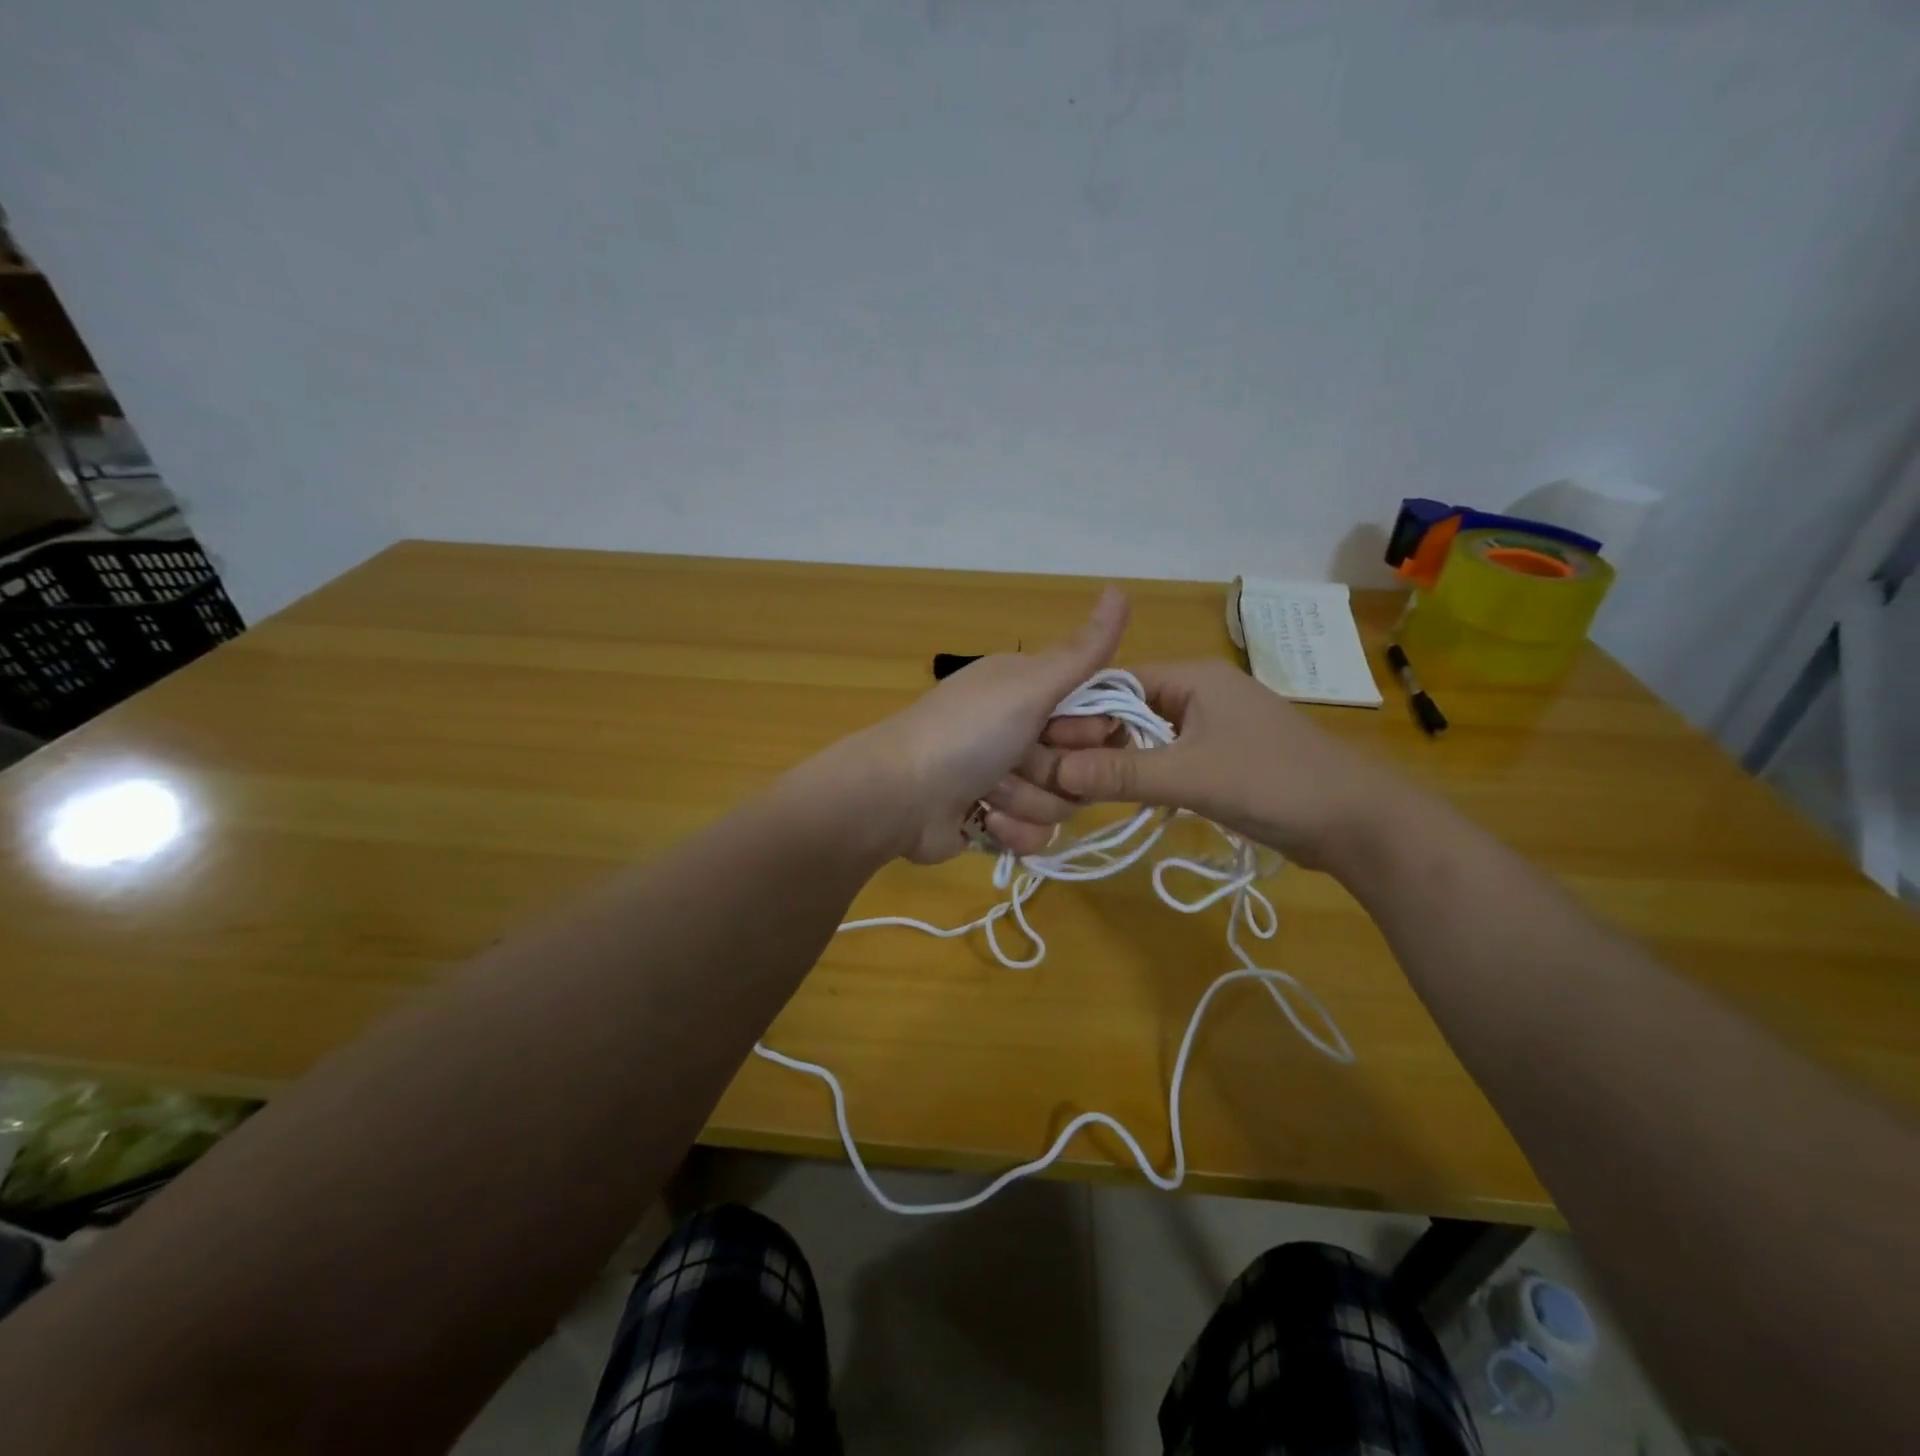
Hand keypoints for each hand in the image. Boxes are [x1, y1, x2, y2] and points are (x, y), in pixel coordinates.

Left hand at [838, 588, 1129, 863]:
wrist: (898, 796)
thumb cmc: (966, 733)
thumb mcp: (1029, 685)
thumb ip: (1083, 650)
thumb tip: (1121, 588)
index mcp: (1031, 691)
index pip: (1098, 715)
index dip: (1091, 732)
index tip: (1062, 732)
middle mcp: (1023, 731)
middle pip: (1084, 764)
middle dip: (1055, 772)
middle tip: (1019, 762)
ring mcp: (1010, 778)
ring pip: (1062, 804)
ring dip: (1027, 801)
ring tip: (989, 792)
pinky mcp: (998, 820)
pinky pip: (1037, 834)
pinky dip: (1012, 830)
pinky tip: (984, 819)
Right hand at [1045, 659, 1405, 869]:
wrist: (1357, 822)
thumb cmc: (1274, 783)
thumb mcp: (1191, 777)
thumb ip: (1122, 773)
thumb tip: (1054, 773)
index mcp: (1194, 678)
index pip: (1117, 682)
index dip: (1078, 711)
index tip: (1045, 745)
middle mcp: (1201, 692)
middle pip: (1129, 707)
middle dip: (1093, 737)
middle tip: (1056, 772)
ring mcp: (1214, 725)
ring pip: (1147, 734)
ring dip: (1117, 757)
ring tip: (1077, 785)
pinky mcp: (1223, 755)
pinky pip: (1168, 755)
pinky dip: (1143, 771)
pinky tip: (1120, 794)